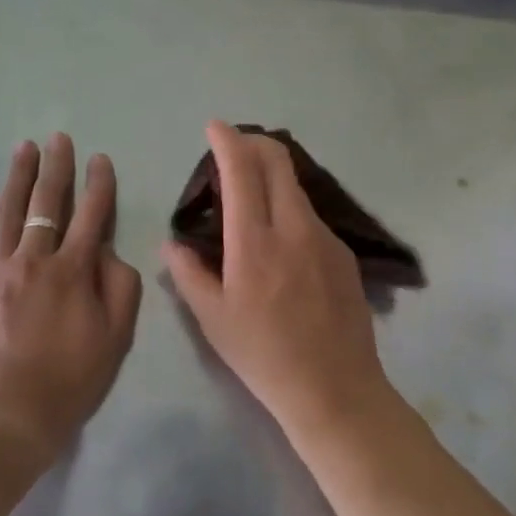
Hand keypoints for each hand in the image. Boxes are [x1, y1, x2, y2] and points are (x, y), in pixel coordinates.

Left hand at [0, 134, 141, 462]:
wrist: (12, 418)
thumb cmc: (73, 379)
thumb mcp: (117, 336)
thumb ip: (120, 286)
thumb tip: (106, 252)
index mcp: (74, 271)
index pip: (91, 214)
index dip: (99, 183)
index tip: (100, 159)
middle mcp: (34, 261)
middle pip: (46, 203)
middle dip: (55, 167)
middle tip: (57, 139)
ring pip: (6, 214)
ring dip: (16, 178)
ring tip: (23, 150)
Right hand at [163, 122, 393, 444]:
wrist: (336, 388)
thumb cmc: (264, 357)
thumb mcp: (214, 321)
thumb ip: (189, 274)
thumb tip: (172, 244)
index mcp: (255, 242)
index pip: (242, 170)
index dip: (227, 140)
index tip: (214, 127)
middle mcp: (294, 227)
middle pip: (277, 161)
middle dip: (253, 143)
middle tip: (233, 149)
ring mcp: (324, 237)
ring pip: (295, 186)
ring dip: (272, 176)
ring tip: (251, 196)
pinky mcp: (343, 252)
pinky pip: (310, 215)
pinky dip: (289, 207)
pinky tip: (280, 238)